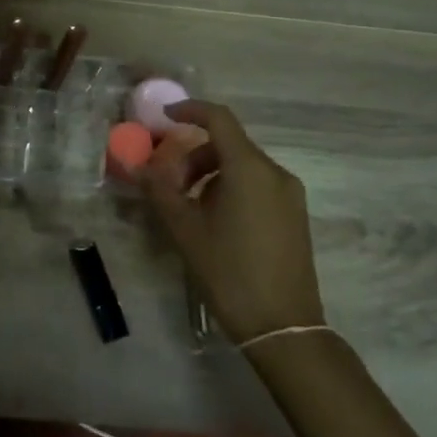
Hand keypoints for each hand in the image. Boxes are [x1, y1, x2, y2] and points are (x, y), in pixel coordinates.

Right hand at [141, 101, 323, 342]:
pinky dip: (231, 187)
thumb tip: (141, 166)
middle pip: (228, 144)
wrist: (282, 327)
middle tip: (169, 184)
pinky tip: (215, 221)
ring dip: (211, 173)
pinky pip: (257, 184)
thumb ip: (161, 191)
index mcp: (249, 169)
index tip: (164, 117)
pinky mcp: (295, 214)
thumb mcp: (185, 230)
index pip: (219, 119)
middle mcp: (275, 173)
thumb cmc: (229, 272)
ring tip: (189, 208)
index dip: (190, 110)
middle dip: (193, 155)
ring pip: (242, 165)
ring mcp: (289, 194)